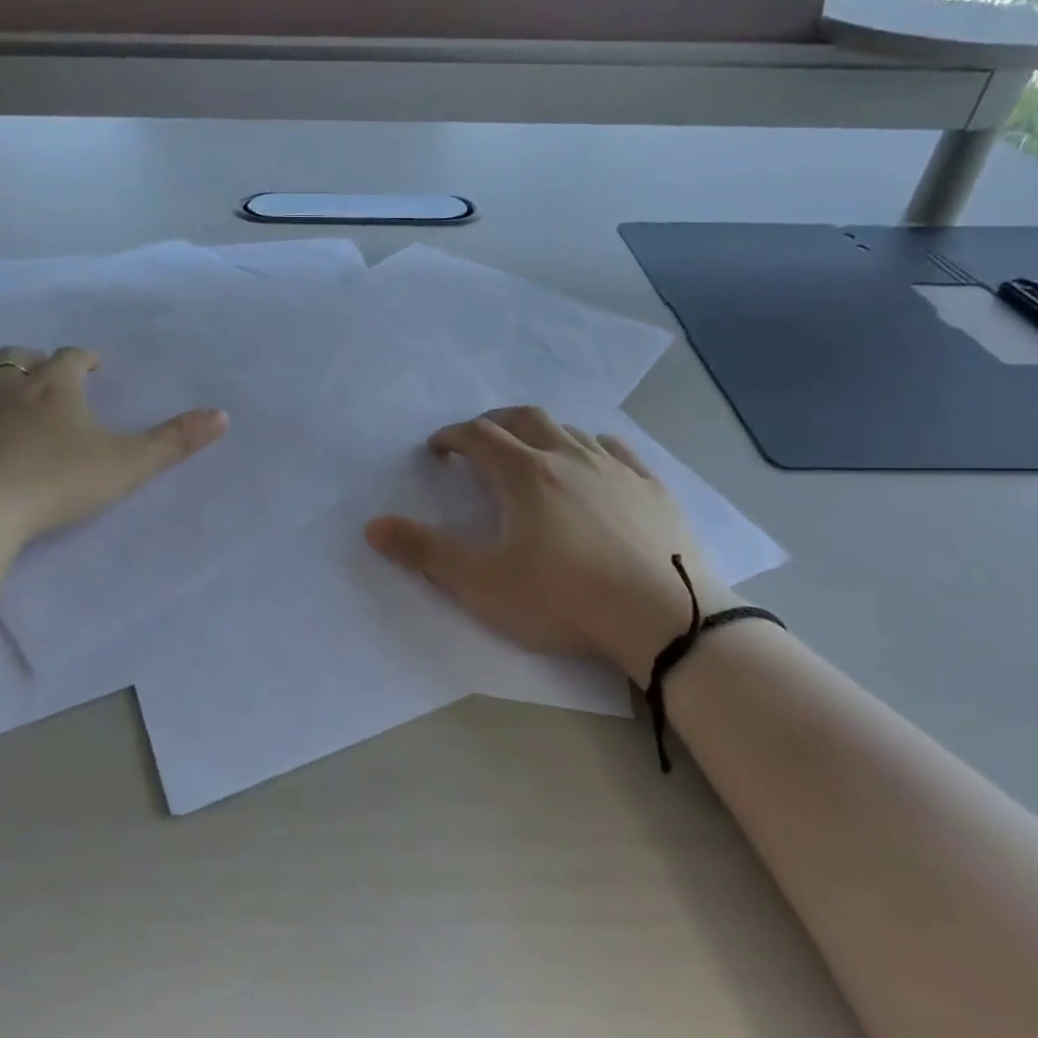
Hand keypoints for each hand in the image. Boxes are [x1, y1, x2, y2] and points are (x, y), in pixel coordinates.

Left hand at [0, 345, 227, 541]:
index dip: (85, 358)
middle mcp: (7, 384)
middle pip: (19, 355)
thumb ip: (175, 441)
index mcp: (55, 386)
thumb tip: (223, 415)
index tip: (94, 367)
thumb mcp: (128, 464)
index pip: (72, 356)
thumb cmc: (56, 483)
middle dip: (36, 360)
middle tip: (48, 377)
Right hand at [365, 407, 735, 686]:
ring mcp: (616, 468)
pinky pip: (615, 449)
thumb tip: (373, 526)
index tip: (438, 448)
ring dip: (541, 432)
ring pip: (570, 430)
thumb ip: (425, 552)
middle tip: (480, 440)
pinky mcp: (652, 487)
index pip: (478, 436)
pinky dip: (590, 446)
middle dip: (495, 423)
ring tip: (531, 452)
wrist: (664, 617)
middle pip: (524, 419)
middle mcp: (569, 457)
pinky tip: (592, 463)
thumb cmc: (564, 599)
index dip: (452, 436)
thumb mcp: (482, 583)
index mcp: (525, 474)